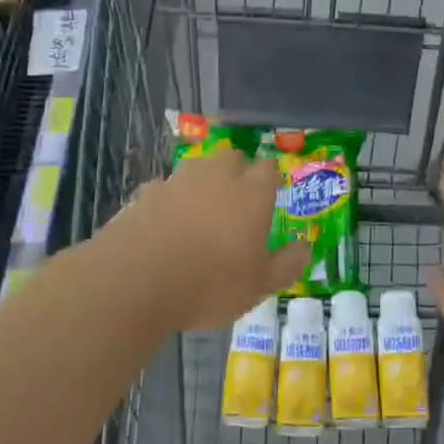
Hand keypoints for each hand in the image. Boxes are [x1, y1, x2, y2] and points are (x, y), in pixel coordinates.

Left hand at [97, 150, 308, 331]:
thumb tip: (306, 248)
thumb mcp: (258, 286)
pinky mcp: (146, 192)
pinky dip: (168, 200)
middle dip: (237, 172)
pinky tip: (164, 225)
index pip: (268, 167)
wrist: (137, 281)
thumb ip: (286, 265)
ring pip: (197, 167)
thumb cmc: (210, 285)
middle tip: (236, 203)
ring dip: (203, 182)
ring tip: (200, 213)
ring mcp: (179, 180)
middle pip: (232, 157)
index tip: (268, 197)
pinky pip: (165, 188)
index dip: (269, 179)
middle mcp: (217, 176)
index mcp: (251, 193)